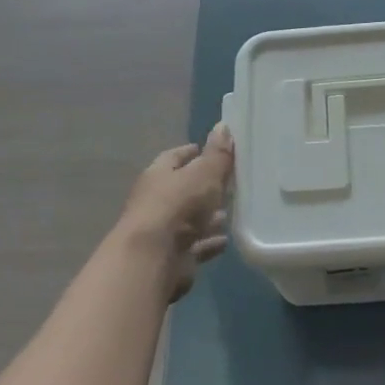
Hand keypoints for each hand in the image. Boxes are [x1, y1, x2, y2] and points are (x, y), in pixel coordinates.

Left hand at [114, 123, 234, 299]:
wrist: (153, 258)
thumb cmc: (178, 205)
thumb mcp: (204, 173)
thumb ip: (216, 154)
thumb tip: (223, 125)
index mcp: (158, 175)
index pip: (174, 157)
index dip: (191, 152)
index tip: (210, 149)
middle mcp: (156, 201)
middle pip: (183, 189)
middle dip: (203, 186)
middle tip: (229, 182)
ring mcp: (163, 231)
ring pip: (190, 219)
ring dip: (207, 217)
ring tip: (231, 213)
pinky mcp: (173, 257)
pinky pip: (195, 246)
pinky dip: (209, 243)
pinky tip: (226, 241)